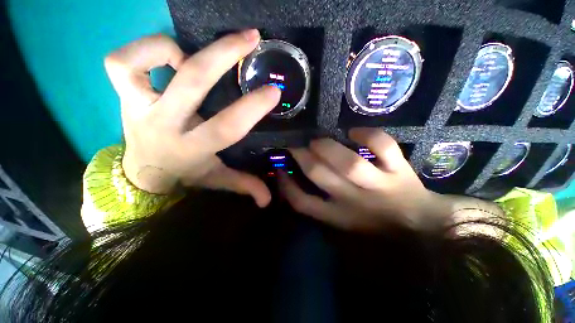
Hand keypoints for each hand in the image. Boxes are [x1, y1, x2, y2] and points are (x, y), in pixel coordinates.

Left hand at [104, 30, 280, 206]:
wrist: (143, 172)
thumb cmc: (187, 173)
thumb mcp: (218, 180)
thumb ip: (244, 186)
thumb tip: (267, 200)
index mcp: (193, 147)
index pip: (227, 126)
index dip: (253, 108)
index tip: (273, 91)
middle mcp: (164, 123)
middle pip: (193, 80)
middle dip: (225, 54)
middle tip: (251, 38)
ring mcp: (137, 105)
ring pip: (139, 63)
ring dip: (170, 48)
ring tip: (195, 52)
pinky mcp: (122, 94)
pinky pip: (120, 62)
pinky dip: (145, 50)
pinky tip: (169, 57)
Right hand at [278, 128, 454, 231]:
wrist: (418, 223)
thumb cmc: (372, 221)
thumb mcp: (338, 220)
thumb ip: (315, 202)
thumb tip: (290, 178)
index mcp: (337, 215)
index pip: (302, 202)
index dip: (285, 185)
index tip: (279, 167)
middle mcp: (353, 200)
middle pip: (319, 175)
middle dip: (302, 156)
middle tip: (296, 145)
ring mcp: (378, 184)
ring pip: (348, 163)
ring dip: (327, 147)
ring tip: (318, 140)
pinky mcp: (399, 170)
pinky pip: (383, 147)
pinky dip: (368, 135)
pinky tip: (355, 132)